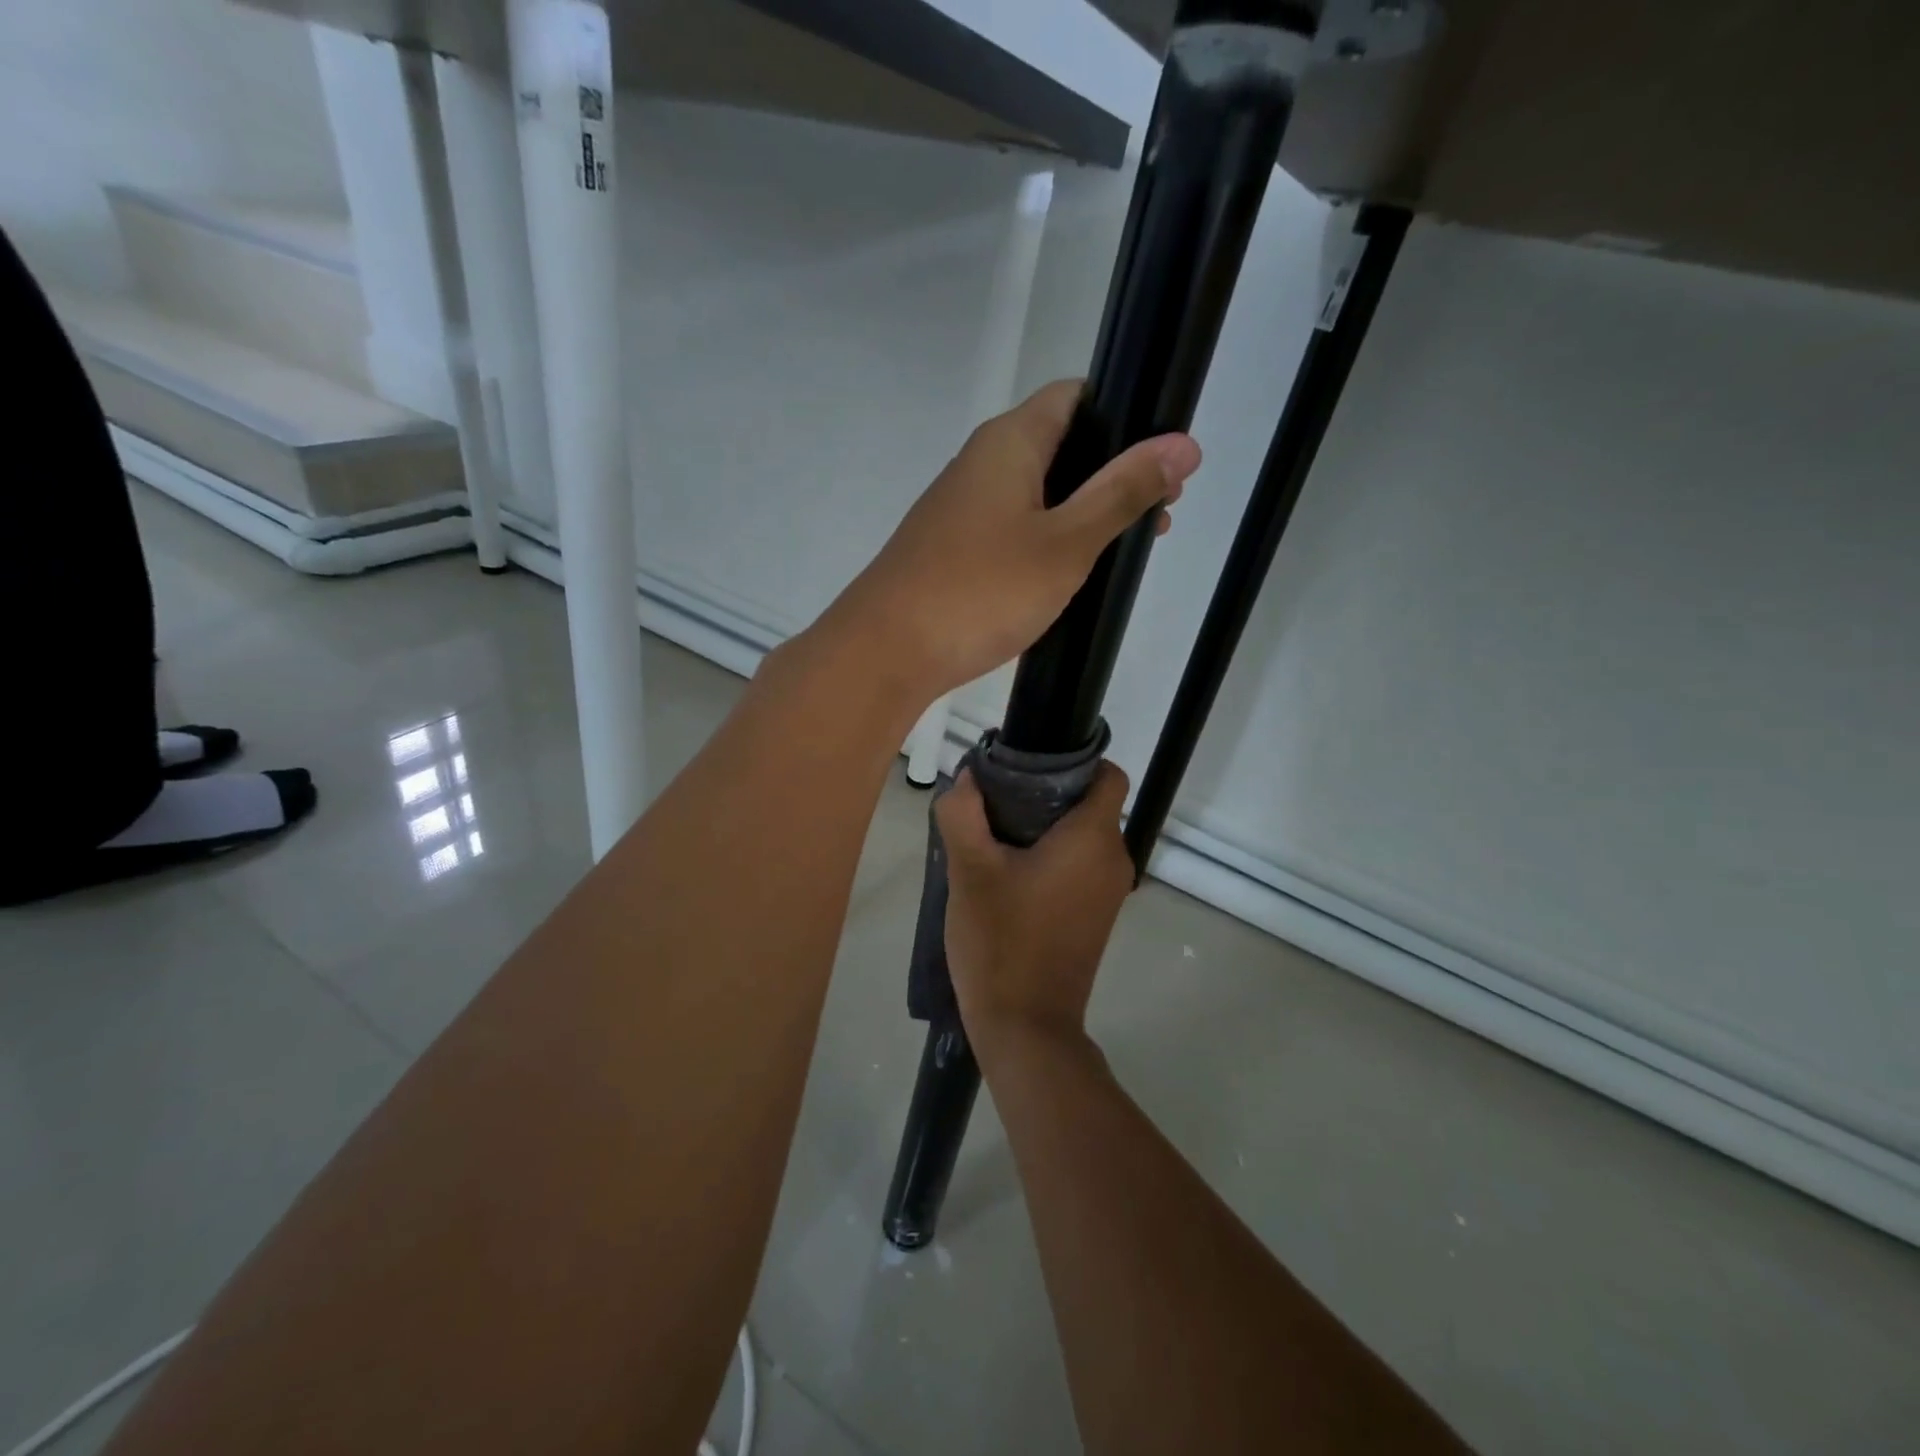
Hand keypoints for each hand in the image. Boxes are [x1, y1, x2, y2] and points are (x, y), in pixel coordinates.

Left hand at [828, 381, 1200, 704]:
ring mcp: (961, 507)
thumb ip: (1122, 492)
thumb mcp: (1066, 542)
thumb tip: (1183, 443)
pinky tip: (1067, 576)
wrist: (887, 652)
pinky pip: (1012, 528)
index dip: (1127, 416)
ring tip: (1123, 550)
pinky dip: (1047, 541)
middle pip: (1061, 445)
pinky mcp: (952, 548)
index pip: (1077, 396)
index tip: (1163, 461)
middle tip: (1157, 517)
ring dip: (1082, 513)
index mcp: (1009, 441)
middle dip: (1112, 474)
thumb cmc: (981, 590)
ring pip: (1037, 492)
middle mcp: (981, 462)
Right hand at [937, 761, 1136, 1055]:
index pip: (1108, 775)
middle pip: (1090, 804)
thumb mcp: (969, 870)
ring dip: (1046, 829)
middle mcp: (1114, 859)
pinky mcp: (1098, 916)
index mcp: (1093, 839)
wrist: (1025, 1026)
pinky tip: (1010, 874)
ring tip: (995, 837)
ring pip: (1083, 836)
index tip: (1027, 768)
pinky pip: (1080, 867)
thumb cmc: (1001, 941)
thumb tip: (970, 777)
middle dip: (1047, 794)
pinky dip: (1053, 858)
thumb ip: (963, 812)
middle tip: (995, 803)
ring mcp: (1110, 892)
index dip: (1073, 762)